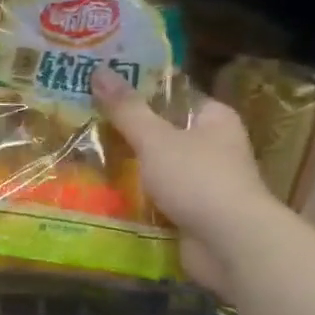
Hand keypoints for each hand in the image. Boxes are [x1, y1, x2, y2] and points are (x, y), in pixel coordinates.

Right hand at [93, 66, 279, 297]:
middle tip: (84, 128)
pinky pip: (157, 200)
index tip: (101, 95)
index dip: (140, 94)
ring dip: (128, 172)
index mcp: (214, 119)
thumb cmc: (198, 180)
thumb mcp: (156, 139)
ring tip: (84, 162)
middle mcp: (213, 148)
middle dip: (127, 136)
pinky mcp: (193, 214)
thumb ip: (127, 110)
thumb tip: (99, 70)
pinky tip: (102, 197)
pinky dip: (135, 201)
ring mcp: (204, 183)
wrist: (230, 243)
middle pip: (162, 135)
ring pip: (157, 170)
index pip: (174, 98)